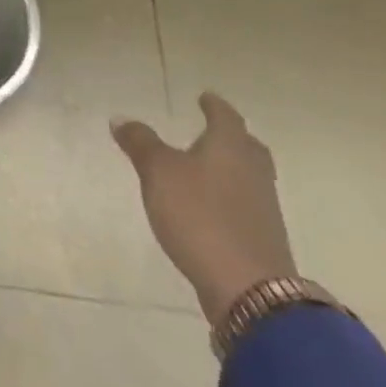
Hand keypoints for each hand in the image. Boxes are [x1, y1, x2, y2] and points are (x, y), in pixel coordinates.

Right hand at [111, 93, 297, 323]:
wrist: (248, 289)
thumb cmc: (200, 215)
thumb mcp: (158, 172)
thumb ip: (140, 143)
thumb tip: (122, 119)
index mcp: (230, 148)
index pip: (226, 117)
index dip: (214, 106)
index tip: (205, 97)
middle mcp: (253, 172)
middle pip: (247, 147)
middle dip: (231, 137)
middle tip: (213, 130)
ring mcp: (263, 208)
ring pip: (250, 177)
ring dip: (232, 168)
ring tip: (207, 167)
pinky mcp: (262, 239)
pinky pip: (246, 205)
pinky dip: (231, 197)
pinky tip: (212, 205)